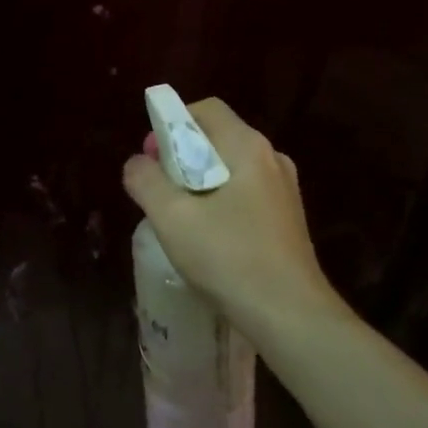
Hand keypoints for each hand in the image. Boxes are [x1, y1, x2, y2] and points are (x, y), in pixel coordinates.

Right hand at [122, 99, 343, 331]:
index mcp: (248, 147)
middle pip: (218, 138)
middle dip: (182, 156)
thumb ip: (146, 181)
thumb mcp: (172, 218)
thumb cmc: (230, 259)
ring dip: (199, 182)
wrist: (291, 317)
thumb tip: (137, 164)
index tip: (152, 158)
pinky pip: (245, 193)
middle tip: (159, 190)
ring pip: (231, 168)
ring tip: (179, 216)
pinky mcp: (287, 219)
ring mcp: (284, 190)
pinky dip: (220, 201)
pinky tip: (207, 237)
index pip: (206, 110)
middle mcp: (272, 159)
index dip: (172, 124)